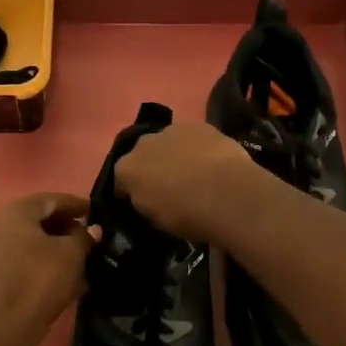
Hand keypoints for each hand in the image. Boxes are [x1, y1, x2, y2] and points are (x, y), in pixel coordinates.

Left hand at [0, 192, 96, 345]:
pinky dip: (39, 257)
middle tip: (89, 236)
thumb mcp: (71, 255)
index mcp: (16, 211)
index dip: (78, 206)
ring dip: (53, 243)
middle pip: (38, 217)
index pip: (53, 199)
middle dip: (65, 225)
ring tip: (77, 255)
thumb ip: (84, 236)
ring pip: (28, 237)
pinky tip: (57, 271)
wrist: (3, 328)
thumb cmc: (39, 282)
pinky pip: (19, 254)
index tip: (98, 214)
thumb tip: (92, 229)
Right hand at [112, 121, 260, 242]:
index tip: (142, 203)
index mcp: (126, 170)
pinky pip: (192, 137)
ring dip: (174, 153)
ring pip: (167, 142)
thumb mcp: (155, 221)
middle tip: (168, 185)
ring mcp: (172, 130)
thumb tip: (148, 198)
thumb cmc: (186, 215)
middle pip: (142, 155)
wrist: (226, 195)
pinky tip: (210, 162)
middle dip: (151, 167)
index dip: (129, 193)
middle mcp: (142, 144)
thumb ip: (145, 203)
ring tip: (192, 172)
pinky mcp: (199, 125)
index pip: (120, 181)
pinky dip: (196, 147)